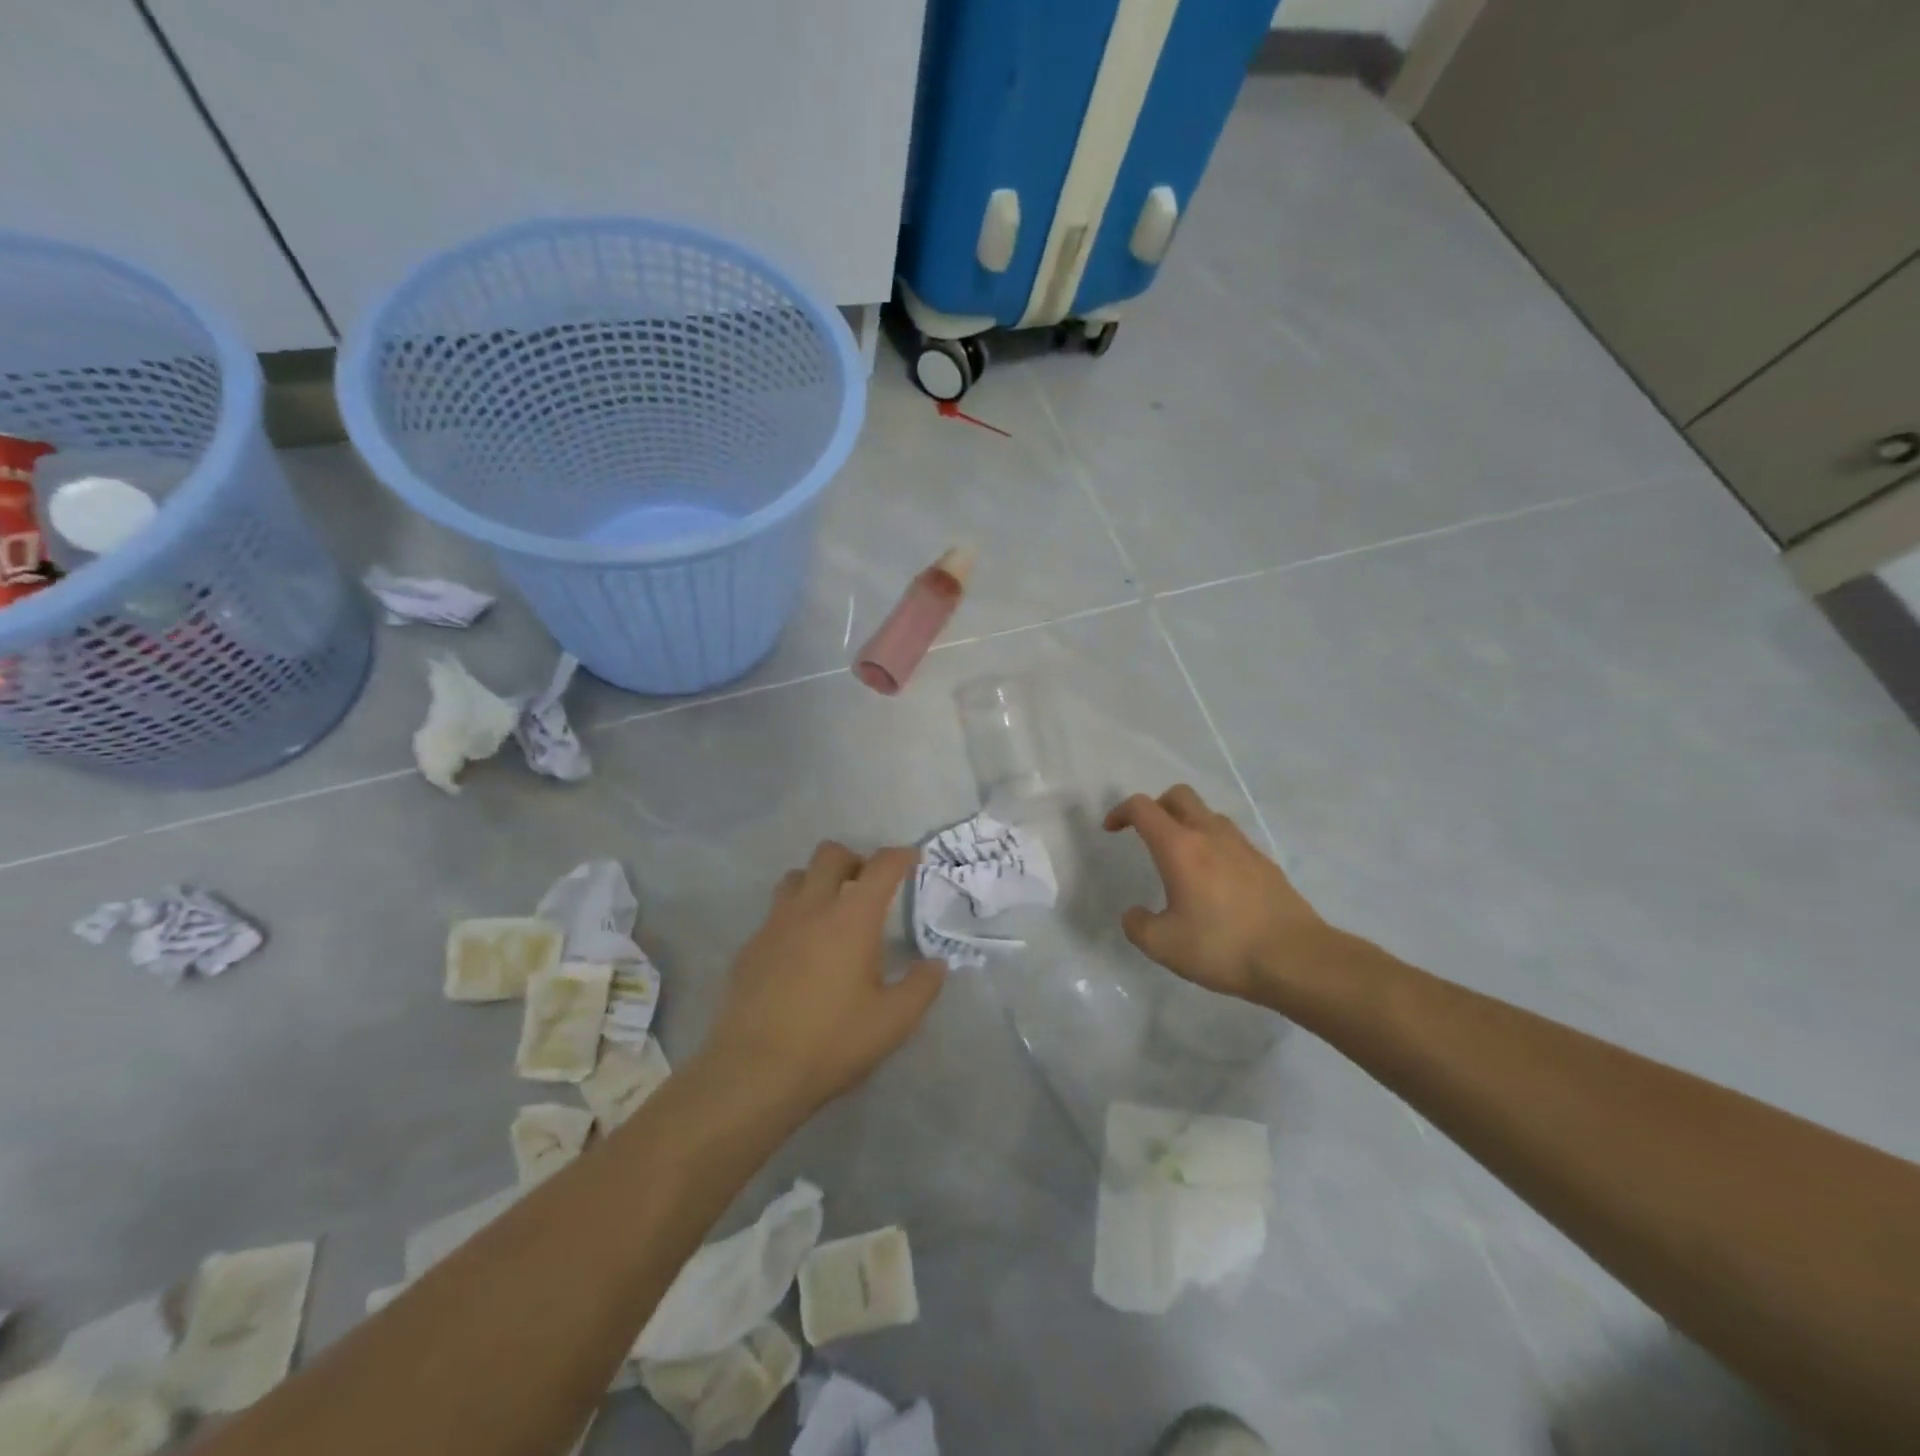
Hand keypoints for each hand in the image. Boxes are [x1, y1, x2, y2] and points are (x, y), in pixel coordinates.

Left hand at [701, 842, 944, 1120]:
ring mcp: (774, 925)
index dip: (901, 856)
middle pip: (830, 854)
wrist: (754, 1072)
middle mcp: (811, 908)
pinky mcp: (750, 947)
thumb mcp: (894, 1022)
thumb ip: (921, 987)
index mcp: (852, 918)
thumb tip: (935, 964)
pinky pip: (774, 914)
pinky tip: (800, 952)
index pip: (881, 866)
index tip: (912, 860)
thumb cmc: (831, 1042)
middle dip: (855, 860)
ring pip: (796, 877)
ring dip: (818, 882)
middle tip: (868, 887)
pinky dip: (793, 917)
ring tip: (831, 912)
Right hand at [1104, 785, 1331, 1004]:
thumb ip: (1138, 925)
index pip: (1143, 808)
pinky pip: (1231, 839)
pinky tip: (1214, 882)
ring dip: (1187, 823)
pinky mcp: (1265, 863)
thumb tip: (1134, 914)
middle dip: (1156, 807)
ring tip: (1181, 858)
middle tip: (1146, 834)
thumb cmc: (1223, 947)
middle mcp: (1210, 835)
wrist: (1297, 959)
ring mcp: (1242, 846)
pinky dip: (1213, 845)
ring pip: (1208, 814)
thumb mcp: (1163, 946)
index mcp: (1179, 848)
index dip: (1121, 812)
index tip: (1112, 830)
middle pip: (1179, 796)